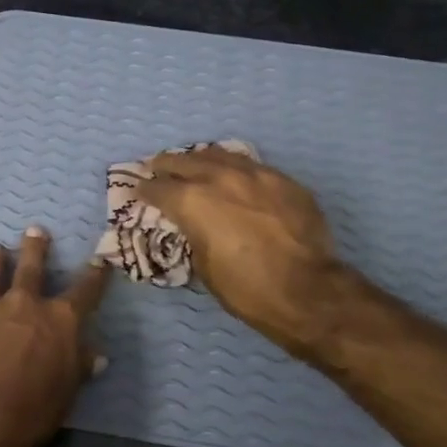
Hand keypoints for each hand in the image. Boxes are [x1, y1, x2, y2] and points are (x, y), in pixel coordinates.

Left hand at [0, 226, 109, 446]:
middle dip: (36, 247)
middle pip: (32, 266)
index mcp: (60, 321)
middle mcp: (25, 303)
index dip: (95, 275)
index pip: (86, 291)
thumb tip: (96, 355)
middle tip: (35, 230)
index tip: (100, 260)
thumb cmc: (30, 409)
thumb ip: (78, 367)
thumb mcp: (66, 393)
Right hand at [139, 147, 360, 356]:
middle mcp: (221, 178)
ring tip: (194, 162)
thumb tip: (194, 225)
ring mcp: (256, 175)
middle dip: (167, 165)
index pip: (159, 188)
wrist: (308, 291)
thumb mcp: (204, 266)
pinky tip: (234, 175)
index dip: (145, 189)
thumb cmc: (247, 289)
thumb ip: (193, 234)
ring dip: (201, 159)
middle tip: (157, 167)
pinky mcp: (284, 181)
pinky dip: (235, 168)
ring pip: (220, 155)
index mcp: (194, 202)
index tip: (138, 190)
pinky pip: (251, 166)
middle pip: (185, 161)